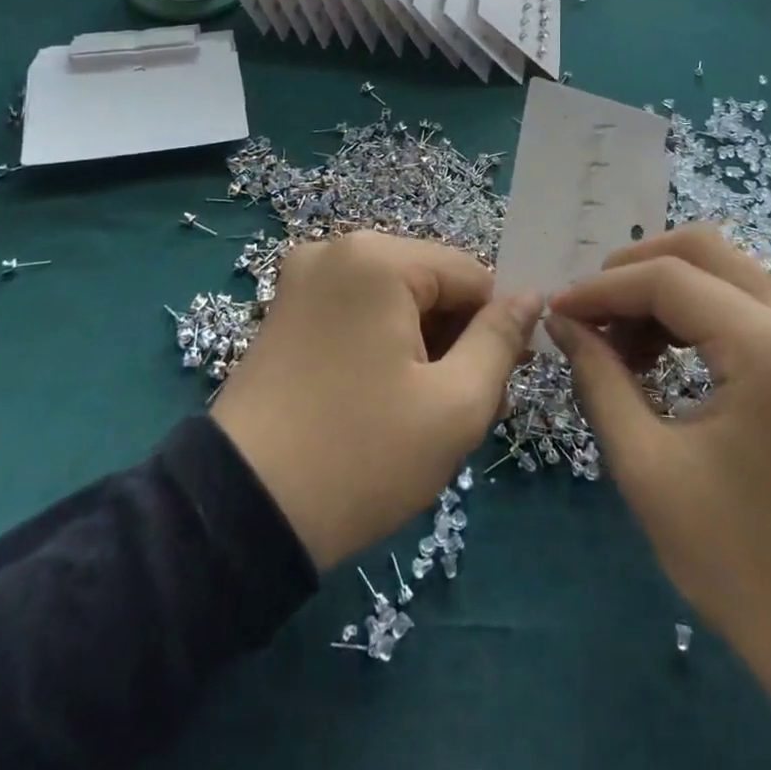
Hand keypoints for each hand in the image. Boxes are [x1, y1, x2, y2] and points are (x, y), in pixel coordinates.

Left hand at [211, 232, 540, 571]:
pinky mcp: (286, 312)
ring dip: (424, 345)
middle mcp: (336, 250)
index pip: (471, 274)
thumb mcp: (455, 405)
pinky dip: (385, 346)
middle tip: (469, 405)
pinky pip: (359, 312)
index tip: (503, 383)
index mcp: (377, 258)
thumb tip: (532, 297)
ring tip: (429, 410)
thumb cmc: (361, 456)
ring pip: (396, 300)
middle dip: (458, 338)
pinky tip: (388, 398)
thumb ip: (501, 340)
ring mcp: (303, 279)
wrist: (238, 518)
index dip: (496, 326)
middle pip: (432, 283)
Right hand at [547, 226, 770, 769]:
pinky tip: (662, 357)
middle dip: (634, 270)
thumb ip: (600, 378)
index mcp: (769, 346)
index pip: (667, 278)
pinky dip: (697, 313)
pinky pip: (747, 305)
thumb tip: (562, 322)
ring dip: (665, 290)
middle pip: (703, 249)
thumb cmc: (743, 564)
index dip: (601, 288)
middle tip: (588, 313)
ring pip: (726, 270)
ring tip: (619, 344)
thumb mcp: (649, 469)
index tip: (555, 312)